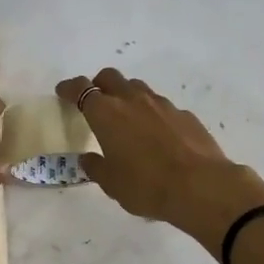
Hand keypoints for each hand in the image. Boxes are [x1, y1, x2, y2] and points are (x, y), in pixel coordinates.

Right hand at [56, 68, 263, 255]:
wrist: (200, 186)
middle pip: (110, 77)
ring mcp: (162, 104)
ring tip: (127, 118)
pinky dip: (153, 114)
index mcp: (107, 113)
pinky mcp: (184, 114)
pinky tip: (157, 136)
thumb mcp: (111, 183)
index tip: (63, 92)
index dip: (70, 88)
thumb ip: (96, 167)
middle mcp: (133, 100)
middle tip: (95, 101)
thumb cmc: (146, 185)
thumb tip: (89, 158)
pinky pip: (162, 106)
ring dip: (127, 96)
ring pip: (138, 88)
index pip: (81, 89)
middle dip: (99, 84)